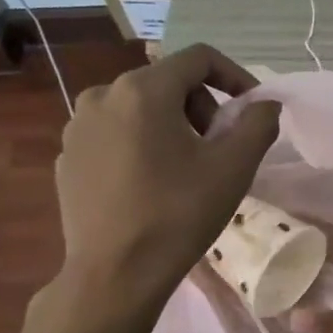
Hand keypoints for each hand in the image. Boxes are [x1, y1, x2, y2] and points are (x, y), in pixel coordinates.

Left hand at [52, 45, 279, 315]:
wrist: (115, 274)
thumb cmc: (178, 214)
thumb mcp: (233, 168)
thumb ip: (258, 124)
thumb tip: (265, 104)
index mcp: (143, 90)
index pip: (199, 58)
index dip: (235, 76)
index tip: (252, 108)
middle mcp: (102, 95)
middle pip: (167, 81)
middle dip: (202, 106)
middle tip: (218, 147)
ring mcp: (77, 127)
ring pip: (138, 108)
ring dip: (171, 125)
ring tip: (185, 168)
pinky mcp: (66, 157)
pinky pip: (113, 134)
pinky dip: (139, 145)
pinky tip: (150, 184)